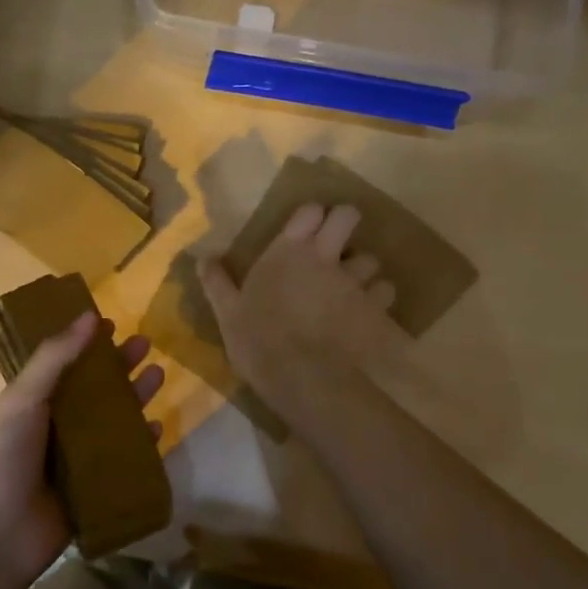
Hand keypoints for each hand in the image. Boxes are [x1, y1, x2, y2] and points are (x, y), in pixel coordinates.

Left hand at [0, 311, 164, 588]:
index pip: (65, 363)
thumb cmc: (2, 459)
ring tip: (158, 375)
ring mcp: (76, 459)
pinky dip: (141, 445)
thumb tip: (89, 316)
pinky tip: (158, 429)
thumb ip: (54, 358)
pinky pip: (123, 461)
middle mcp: (56, 426)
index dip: (87, 343)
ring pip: (113, 421)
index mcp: (33, 402)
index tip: (113, 322)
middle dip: (119, 367)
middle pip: (95, 389)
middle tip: (146, 344)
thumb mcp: (22, 399)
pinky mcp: (93, 489)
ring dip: (135, 398)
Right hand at [199, 203, 400, 425]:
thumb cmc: (258, 340)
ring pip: (371, 258)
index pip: (310, 210)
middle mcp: (325, 256)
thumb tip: (202, 258)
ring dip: (362, 268)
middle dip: (344, 222)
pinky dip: (378, 297)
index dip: (311, 215)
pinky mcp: (373, 308)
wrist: (303, 378)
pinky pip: (384, 291)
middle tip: (334, 242)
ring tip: (351, 284)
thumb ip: (217, 281)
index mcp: (288, 251)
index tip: (305, 228)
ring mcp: (353, 281)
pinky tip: (366, 310)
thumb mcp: (227, 312)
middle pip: (348, 216)